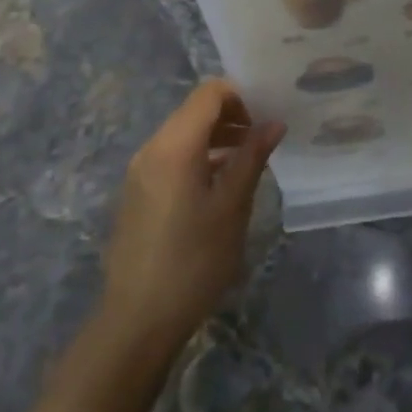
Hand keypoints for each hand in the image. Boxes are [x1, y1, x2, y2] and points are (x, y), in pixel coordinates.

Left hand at [98, 80, 284, 356]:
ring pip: (183, 133)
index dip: (242, 94)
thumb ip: (252, 158)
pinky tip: (223, 182)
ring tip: (250, 158)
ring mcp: (141, 171)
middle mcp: (152, 148)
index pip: (209, 93)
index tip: (269, 113)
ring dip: (217, 136)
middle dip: (232, 115)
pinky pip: (172, 156)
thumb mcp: (232, 207)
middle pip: (194, 110)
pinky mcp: (138, 192)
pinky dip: (200, 155)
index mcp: (174, 146)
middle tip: (266, 136)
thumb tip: (273, 123)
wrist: (138, 319)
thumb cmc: (193, 260)